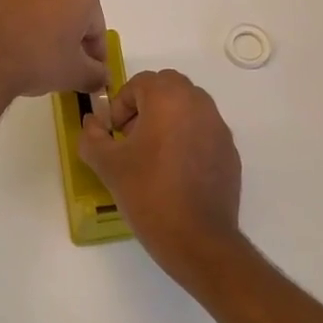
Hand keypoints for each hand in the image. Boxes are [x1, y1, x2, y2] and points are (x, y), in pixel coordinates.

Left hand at [0, 0, 108, 99]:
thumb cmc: (40, 59)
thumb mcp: (76, 74)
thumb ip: (96, 75)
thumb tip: (101, 79)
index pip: (96, 27)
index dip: (95, 54)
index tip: (90, 73)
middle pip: (72, 12)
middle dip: (71, 37)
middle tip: (66, 66)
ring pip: (45, 8)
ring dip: (47, 29)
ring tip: (38, 59)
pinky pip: (20, 10)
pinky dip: (24, 26)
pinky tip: (17, 50)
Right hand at [78, 70, 243, 287]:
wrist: (198, 239)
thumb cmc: (149, 193)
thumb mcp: (108, 165)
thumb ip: (92, 137)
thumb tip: (92, 123)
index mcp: (169, 98)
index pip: (140, 82)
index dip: (121, 105)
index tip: (114, 134)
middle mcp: (198, 103)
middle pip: (168, 87)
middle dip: (146, 105)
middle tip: (131, 137)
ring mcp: (219, 127)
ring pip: (188, 107)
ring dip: (168, 120)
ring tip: (152, 156)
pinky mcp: (230, 151)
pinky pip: (204, 131)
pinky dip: (188, 139)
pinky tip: (176, 173)